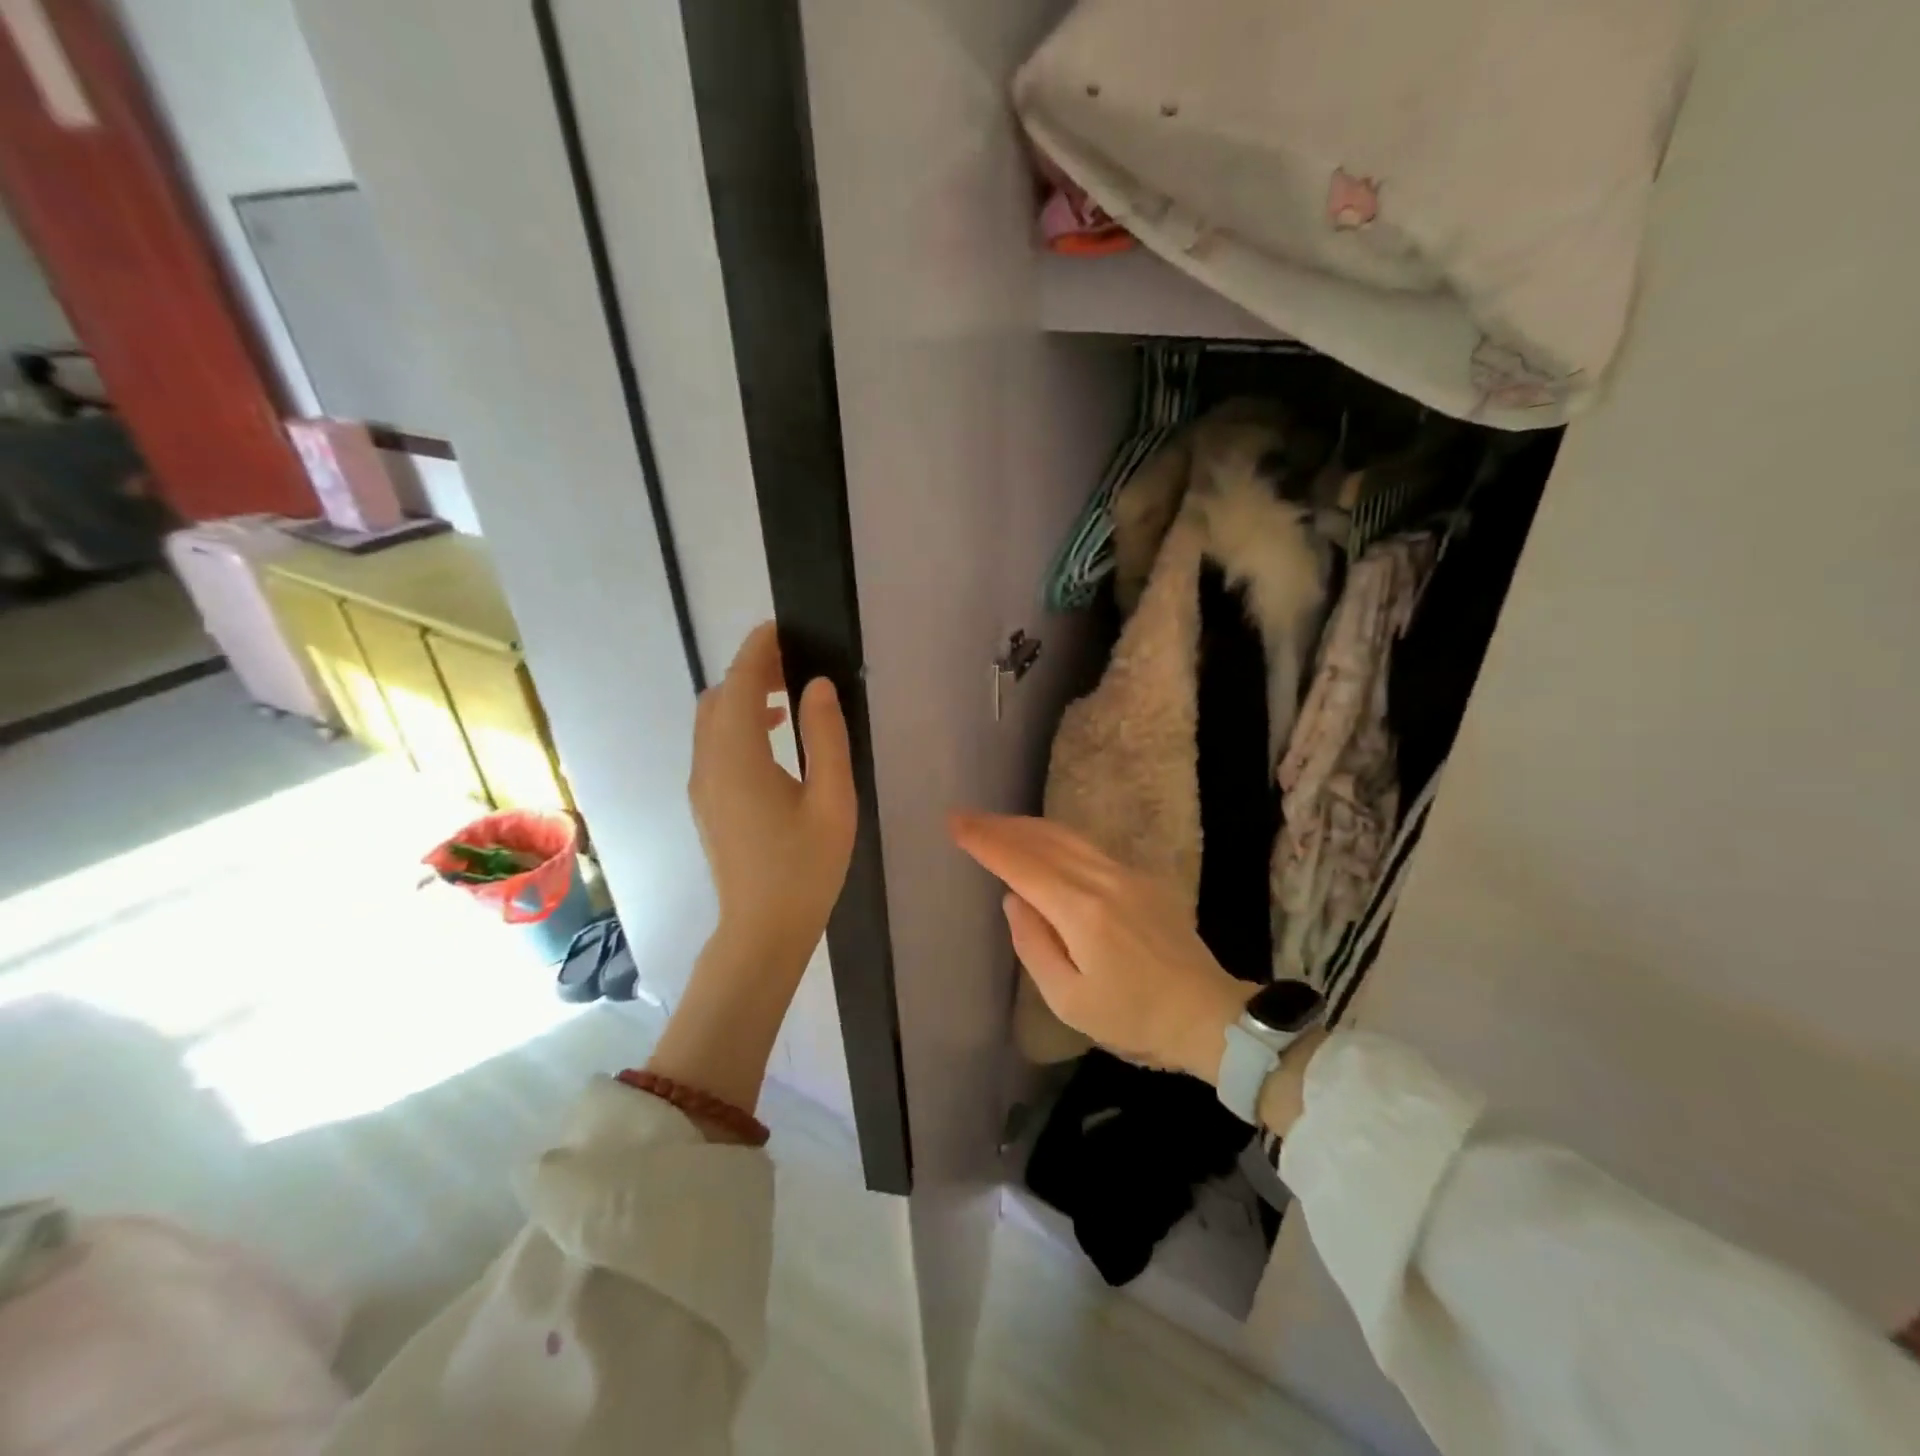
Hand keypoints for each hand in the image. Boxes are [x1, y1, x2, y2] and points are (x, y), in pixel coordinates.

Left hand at [690, 623, 856, 973]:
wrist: (763, 930)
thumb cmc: (806, 867)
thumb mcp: (832, 800)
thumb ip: (825, 737)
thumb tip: (817, 686)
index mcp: (739, 757)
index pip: (739, 684)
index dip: (757, 650)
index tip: (780, 628)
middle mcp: (709, 763)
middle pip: (719, 697)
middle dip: (750, 671)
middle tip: (795, 665)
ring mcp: (702, 785)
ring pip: (712, 722)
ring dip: (743, 699)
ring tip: (789, 698)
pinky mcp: (706, 802)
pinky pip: (714, 745)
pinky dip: (738, 725)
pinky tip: (774, 740)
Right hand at [949, 812, 1249, 1083]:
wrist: (1207, 1015)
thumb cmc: (1134, 1018)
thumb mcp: (1069, 1000)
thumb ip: (1033, 945)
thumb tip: (1014, 899)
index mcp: (1081, 911)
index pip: (1022, 864)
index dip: (986, 842)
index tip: (955, 824)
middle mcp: (1103, 881)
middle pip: (1043, 840)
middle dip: (1000, 826)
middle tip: (966, 817)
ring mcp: (1126, 875)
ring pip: (1067, 837)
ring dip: (1027, 827)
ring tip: (996, 824)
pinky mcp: (1142, 879)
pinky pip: (1088, 847)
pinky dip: (1055, 837)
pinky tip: (1043, 841)